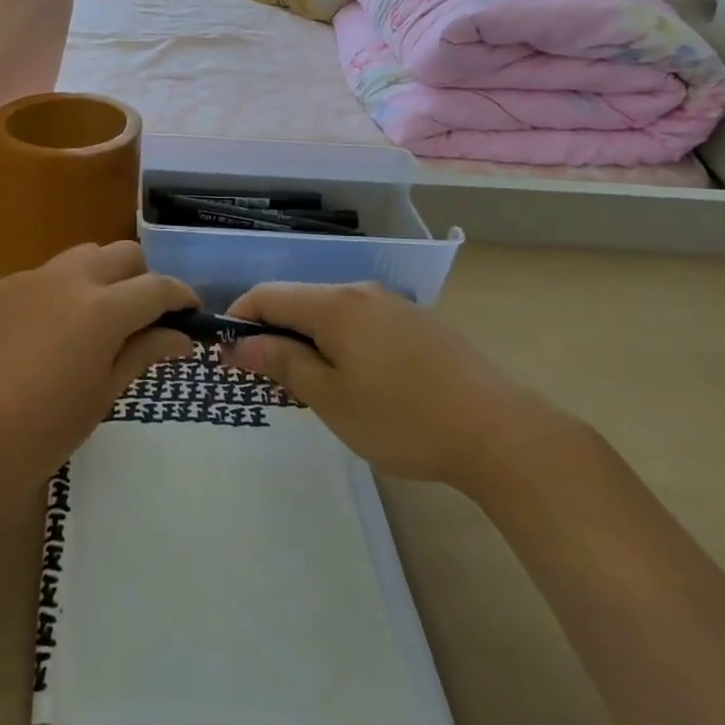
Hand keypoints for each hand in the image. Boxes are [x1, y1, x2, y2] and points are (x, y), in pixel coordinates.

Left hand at [0, 242, 196, 511]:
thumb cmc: (40, 435)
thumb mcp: (102, 395)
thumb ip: (143, 353)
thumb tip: (181, 336)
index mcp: (100, 309)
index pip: (157, 287)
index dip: (182, 298)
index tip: (192, 314)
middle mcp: (67, 278)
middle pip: (123, 254)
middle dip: (144, 279)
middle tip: (145, 319)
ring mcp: (28, 278)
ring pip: (84, 255)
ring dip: (104, 276)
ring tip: (100, 318)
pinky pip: (46, 274)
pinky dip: (65, 288)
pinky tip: (53, 330)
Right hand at [222, 281, 573, 496]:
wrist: (498, 432)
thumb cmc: (402, 418)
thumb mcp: (331, 398)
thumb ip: (283, 363)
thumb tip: (239, 343)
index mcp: (335, 304)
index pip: (268, 295)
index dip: (240, 318)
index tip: (226, 354)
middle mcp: (362, 292)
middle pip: (300, 301)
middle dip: (274, 334)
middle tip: (267, 381)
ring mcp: (394, 306)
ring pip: (332, 313)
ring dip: (308, 341)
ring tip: (310, 387)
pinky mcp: (418, 324)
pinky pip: (362, 323)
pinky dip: (341, 343)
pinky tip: (356, 382)